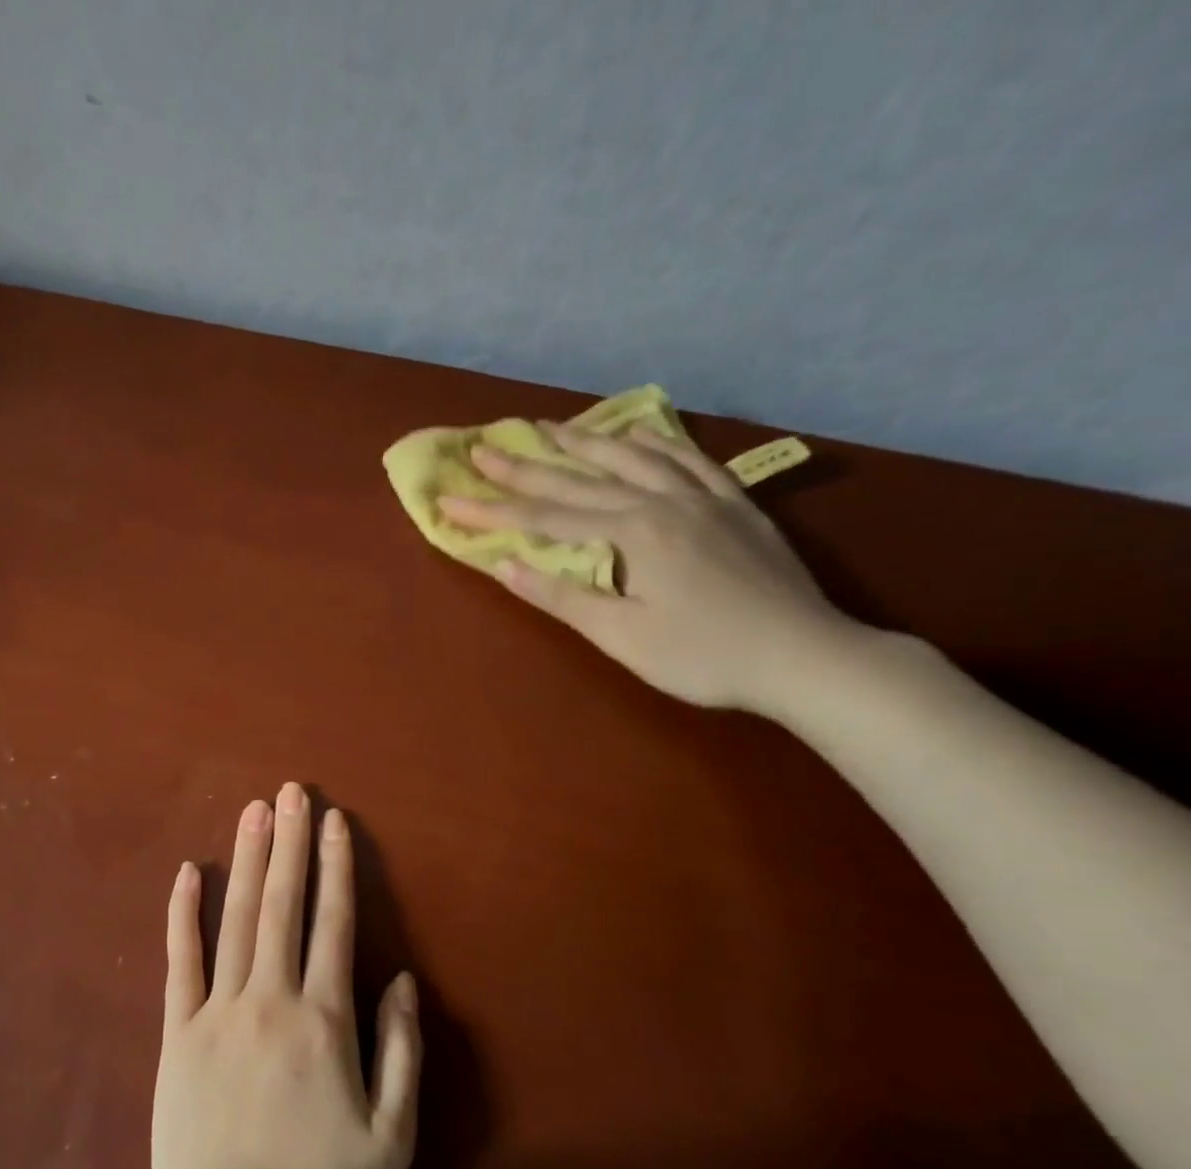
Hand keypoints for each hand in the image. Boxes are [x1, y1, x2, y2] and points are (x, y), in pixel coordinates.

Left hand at [154, 785, 421, 1168]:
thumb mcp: (392, 1137)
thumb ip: (401, 1052)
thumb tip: (400, 980)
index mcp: (324, 1020)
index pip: (333, 924)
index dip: (335, 868)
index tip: (333, 821)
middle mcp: (271, 998)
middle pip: (283, 905)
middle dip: (290, 844)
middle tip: (291, 791)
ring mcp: (218, 1010)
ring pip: (236, 919)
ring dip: (247, 860)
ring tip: (254, 811)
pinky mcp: (177, 1031)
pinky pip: (180, 961)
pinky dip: (183, 914)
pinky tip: (188, 872)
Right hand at [440, 422, 861, 713]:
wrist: (803, 656)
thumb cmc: (702, 656)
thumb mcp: (621, 635)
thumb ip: (562, 596)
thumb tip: (505, 565)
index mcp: (632, 532)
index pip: (545, 517)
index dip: (493, 511)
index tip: (449, 500)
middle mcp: (663, 501)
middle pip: (581, 479)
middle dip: (526, 466)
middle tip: (483, 449)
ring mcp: (704, 497)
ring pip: (634, 457)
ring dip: (587, 441)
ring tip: (550, 427)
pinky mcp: (734, 505)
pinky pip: (690, 458)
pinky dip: (657, 441)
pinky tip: (640, 432)